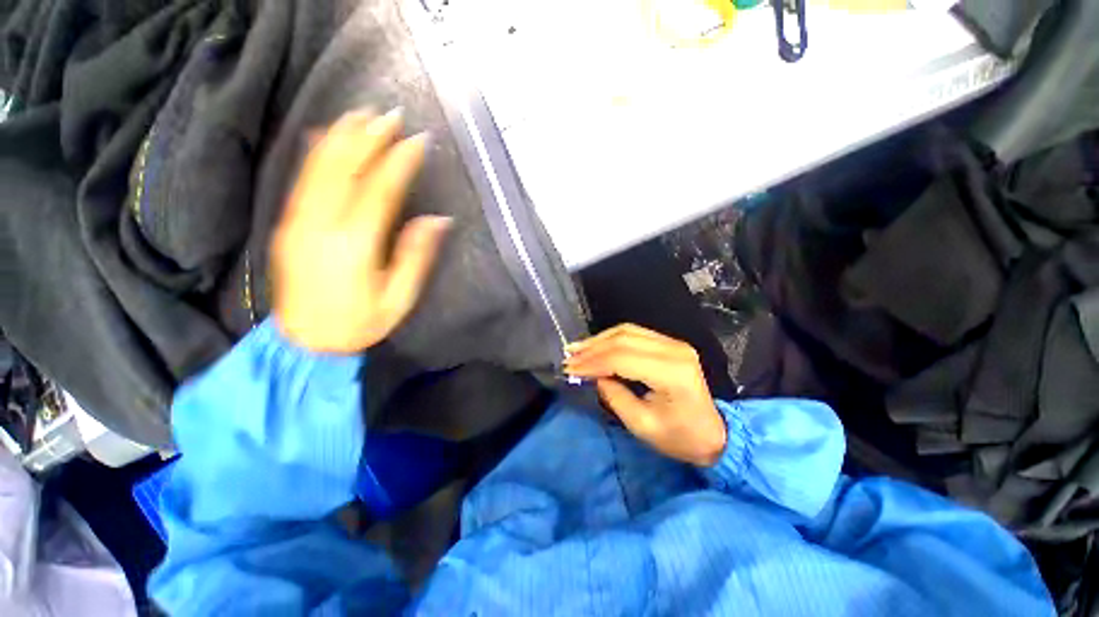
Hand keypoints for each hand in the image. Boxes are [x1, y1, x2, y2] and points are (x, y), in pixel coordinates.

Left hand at [271, 108, 450, 353]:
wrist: (305, 341)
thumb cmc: (360, 322)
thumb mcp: (399, 297)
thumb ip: (416, 256)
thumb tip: (437, 220)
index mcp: (355, 245)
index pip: (380, 191)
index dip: (400, 162)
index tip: (417, 140)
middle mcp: (322, 225)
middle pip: (346, 170)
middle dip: (369, 138)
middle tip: (390, 115)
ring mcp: (299, 222)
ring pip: (319, 168)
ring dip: (342, 137)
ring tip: (361, 114)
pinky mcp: (288, 224)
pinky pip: (301, 179)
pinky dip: (315, 152)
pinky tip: (325, 134)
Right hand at [564, 324, 726, 465]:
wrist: (713, 434)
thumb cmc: (680, 438)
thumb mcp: (642, 425)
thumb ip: (614, 396)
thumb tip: (594, 376)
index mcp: (672, 373)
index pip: (622, 359)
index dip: (593, 362)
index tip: (570, 369)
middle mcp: (674, 349)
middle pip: (623, 339)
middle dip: (592, 348)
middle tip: (569, 357)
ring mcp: (674, 342)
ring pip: (627, 331)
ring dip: (599, 340)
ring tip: (577, 349)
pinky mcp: (669, 343)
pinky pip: (634, 334)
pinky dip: (611, 339)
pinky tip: (595, 345)